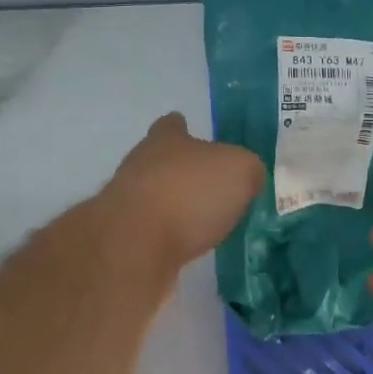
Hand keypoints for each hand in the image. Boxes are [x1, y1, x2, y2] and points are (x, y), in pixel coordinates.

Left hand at [99, 113, 264, 273]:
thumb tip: (249, 177)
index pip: (172, 125)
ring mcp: (126, 204)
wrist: (134, 246)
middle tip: (212, 188)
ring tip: (205, 223)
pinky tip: (187, 248)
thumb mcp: (240, 171)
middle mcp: (140, 165)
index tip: (192, 134)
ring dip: (174, 208)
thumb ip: (248, 170)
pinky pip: (152, 233)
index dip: (183, 129)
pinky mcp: (123, 240)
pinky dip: (167, 239)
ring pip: (154, 198)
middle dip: (183, 173)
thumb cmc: (189, 193)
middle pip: (160, 161)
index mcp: (166, 140)